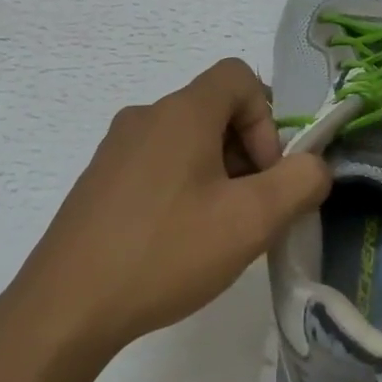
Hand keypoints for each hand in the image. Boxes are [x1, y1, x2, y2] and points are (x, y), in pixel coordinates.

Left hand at [11, 58, 331, 356]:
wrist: (67, 305)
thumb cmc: (166, 252)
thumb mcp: (251, 221)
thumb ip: (300, 183)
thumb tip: (314, 165)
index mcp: (181, 112)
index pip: (239, 77)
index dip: (266, 120)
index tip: (264, 176)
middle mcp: (145, 116)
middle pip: (214, 111)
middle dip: (246, 155)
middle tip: (247, 213)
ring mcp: (116, 148)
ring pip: (186, 141)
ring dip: (215, 176)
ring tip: (213, 233)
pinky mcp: (99, 179)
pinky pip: (156, 165)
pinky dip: (181, 188)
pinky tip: (175, 241)